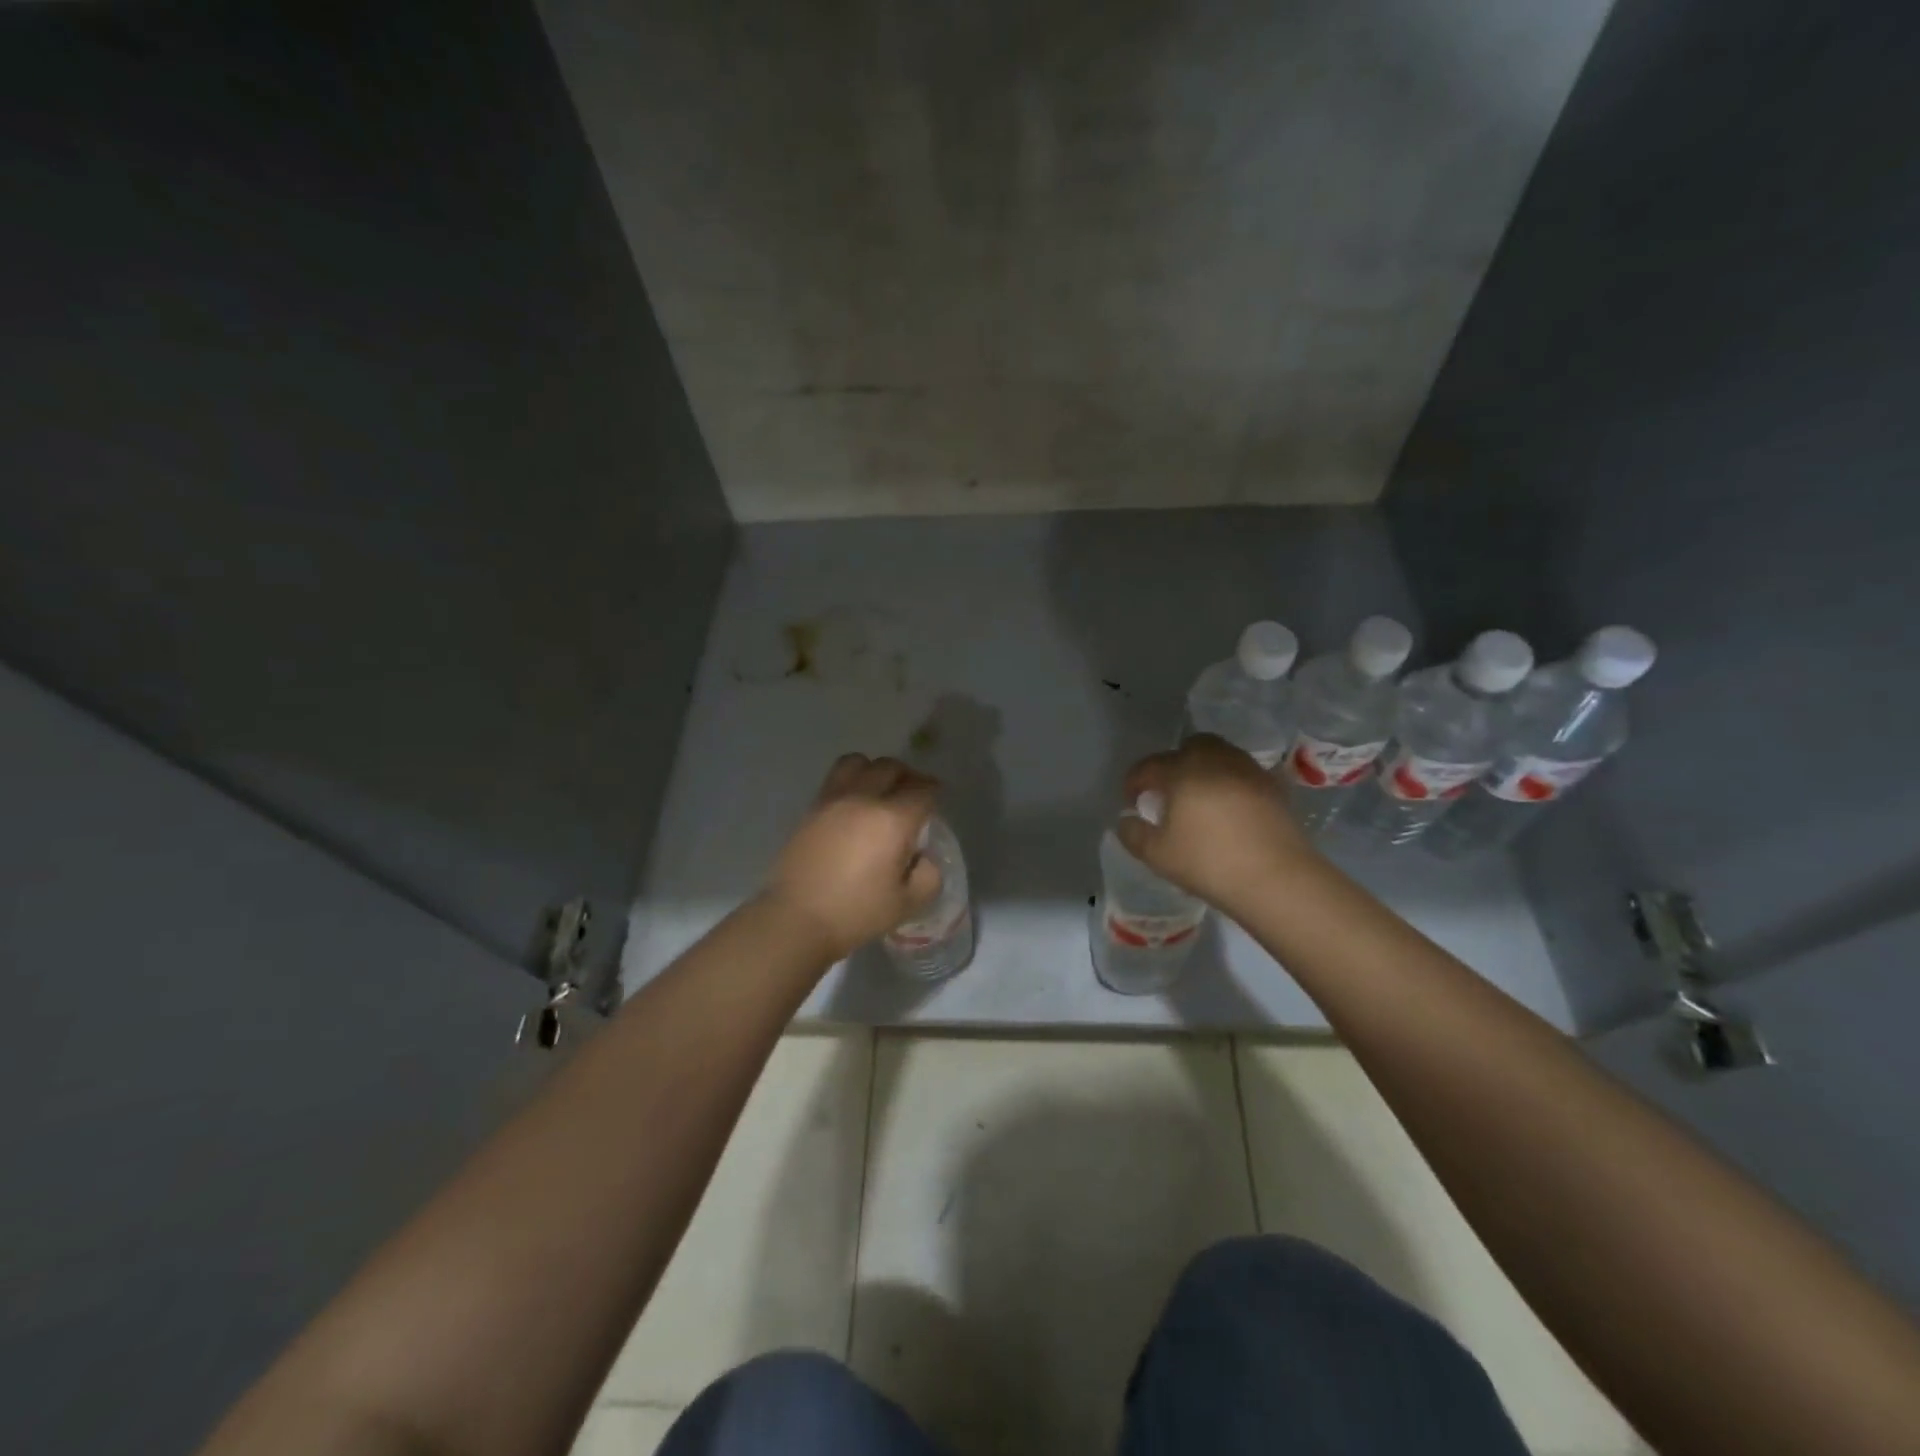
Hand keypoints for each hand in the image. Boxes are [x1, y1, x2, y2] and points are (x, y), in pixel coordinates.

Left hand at [761, 754, 942, 962]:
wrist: (796, 919)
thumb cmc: (856, 913)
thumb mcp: (908, 903)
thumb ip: (928, 875)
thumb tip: (922, 856)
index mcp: (893, 820)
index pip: (922, 790)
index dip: (934, 791)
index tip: (937, 799)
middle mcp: (864, 799)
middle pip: (891, 767)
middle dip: (908, 776)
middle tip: (913, 793)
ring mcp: (833, 800)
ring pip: (859, 762)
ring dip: (875, 770)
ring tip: (879, 790)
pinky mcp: (812, 808)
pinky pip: (836, 778)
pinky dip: (851, 781)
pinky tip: (854, 805)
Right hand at [1116, 734, 1320, 913]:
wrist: (1277, 878)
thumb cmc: (1209, 862)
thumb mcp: (1157, 855)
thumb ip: (1133, 833)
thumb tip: (1127, 819)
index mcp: (1182, 770)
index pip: (1149, 766)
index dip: (1134, 782)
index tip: (1132, 803)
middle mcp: (1215, 760)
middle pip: (1190, 747)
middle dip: (1174, 763)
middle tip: (1168, 792)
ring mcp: (1248, 770)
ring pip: (1220, 755)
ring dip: (1204, 769)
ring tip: (1199, 799)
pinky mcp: (1273, 786)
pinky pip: (1243, 773)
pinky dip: (1230, 782)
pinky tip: (1227, 809)